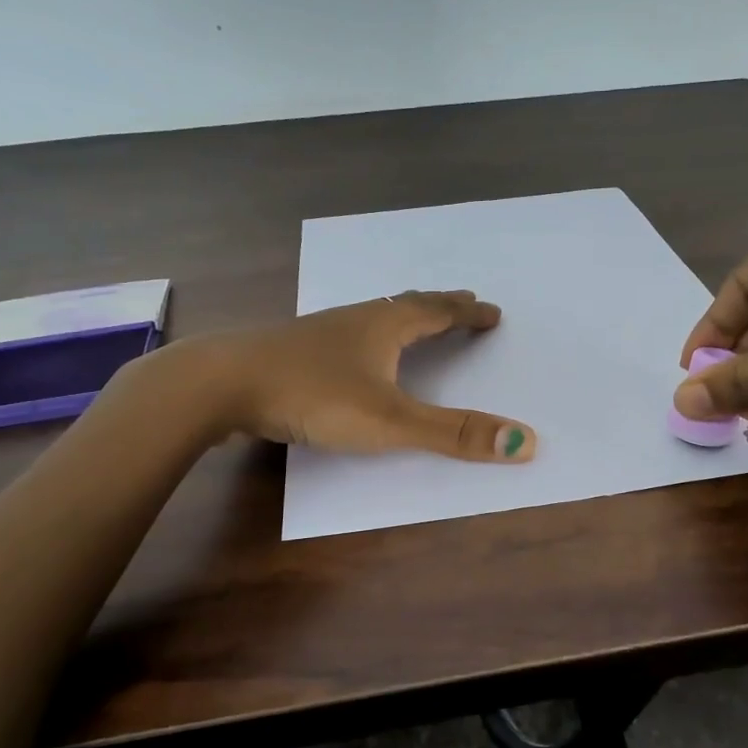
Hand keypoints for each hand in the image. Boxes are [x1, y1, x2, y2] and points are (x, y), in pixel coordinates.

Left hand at [171, 291, 536, 461]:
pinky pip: (346, 335)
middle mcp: (356, 319)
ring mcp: (320, 332)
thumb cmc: (313, 395)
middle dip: (440, 307)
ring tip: (415, 325)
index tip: (492, 311)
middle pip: (408, 305)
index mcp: (385, 325)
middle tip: (462, 305)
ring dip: (402, 318)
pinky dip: (368, 337)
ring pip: (373, 317)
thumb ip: (454, 434)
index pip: (439, 311)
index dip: (468, 312)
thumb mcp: (391, 421)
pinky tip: (352, 355)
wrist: (221, 382)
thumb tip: (526, 442)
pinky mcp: (293, 350)